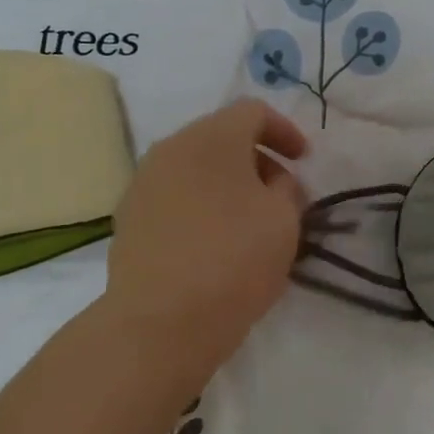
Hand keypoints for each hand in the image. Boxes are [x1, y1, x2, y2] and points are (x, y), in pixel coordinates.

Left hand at [102, 99, 307, 381]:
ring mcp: (143, 183)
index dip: (285, 131)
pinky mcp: (129, 218)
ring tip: (249, 220)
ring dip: (227, 183)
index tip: (304, 161)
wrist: (160, 322)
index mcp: (212, 137)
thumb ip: (287, 188)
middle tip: (281, 194)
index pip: (253, 111)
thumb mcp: (284, 219)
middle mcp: (171, 149)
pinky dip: (201, 204)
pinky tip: (214, 241)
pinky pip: (175, 195)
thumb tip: (273, 181)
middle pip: (221, 136)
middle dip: (256, 158)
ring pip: (195, 167)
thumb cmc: (234, 259)